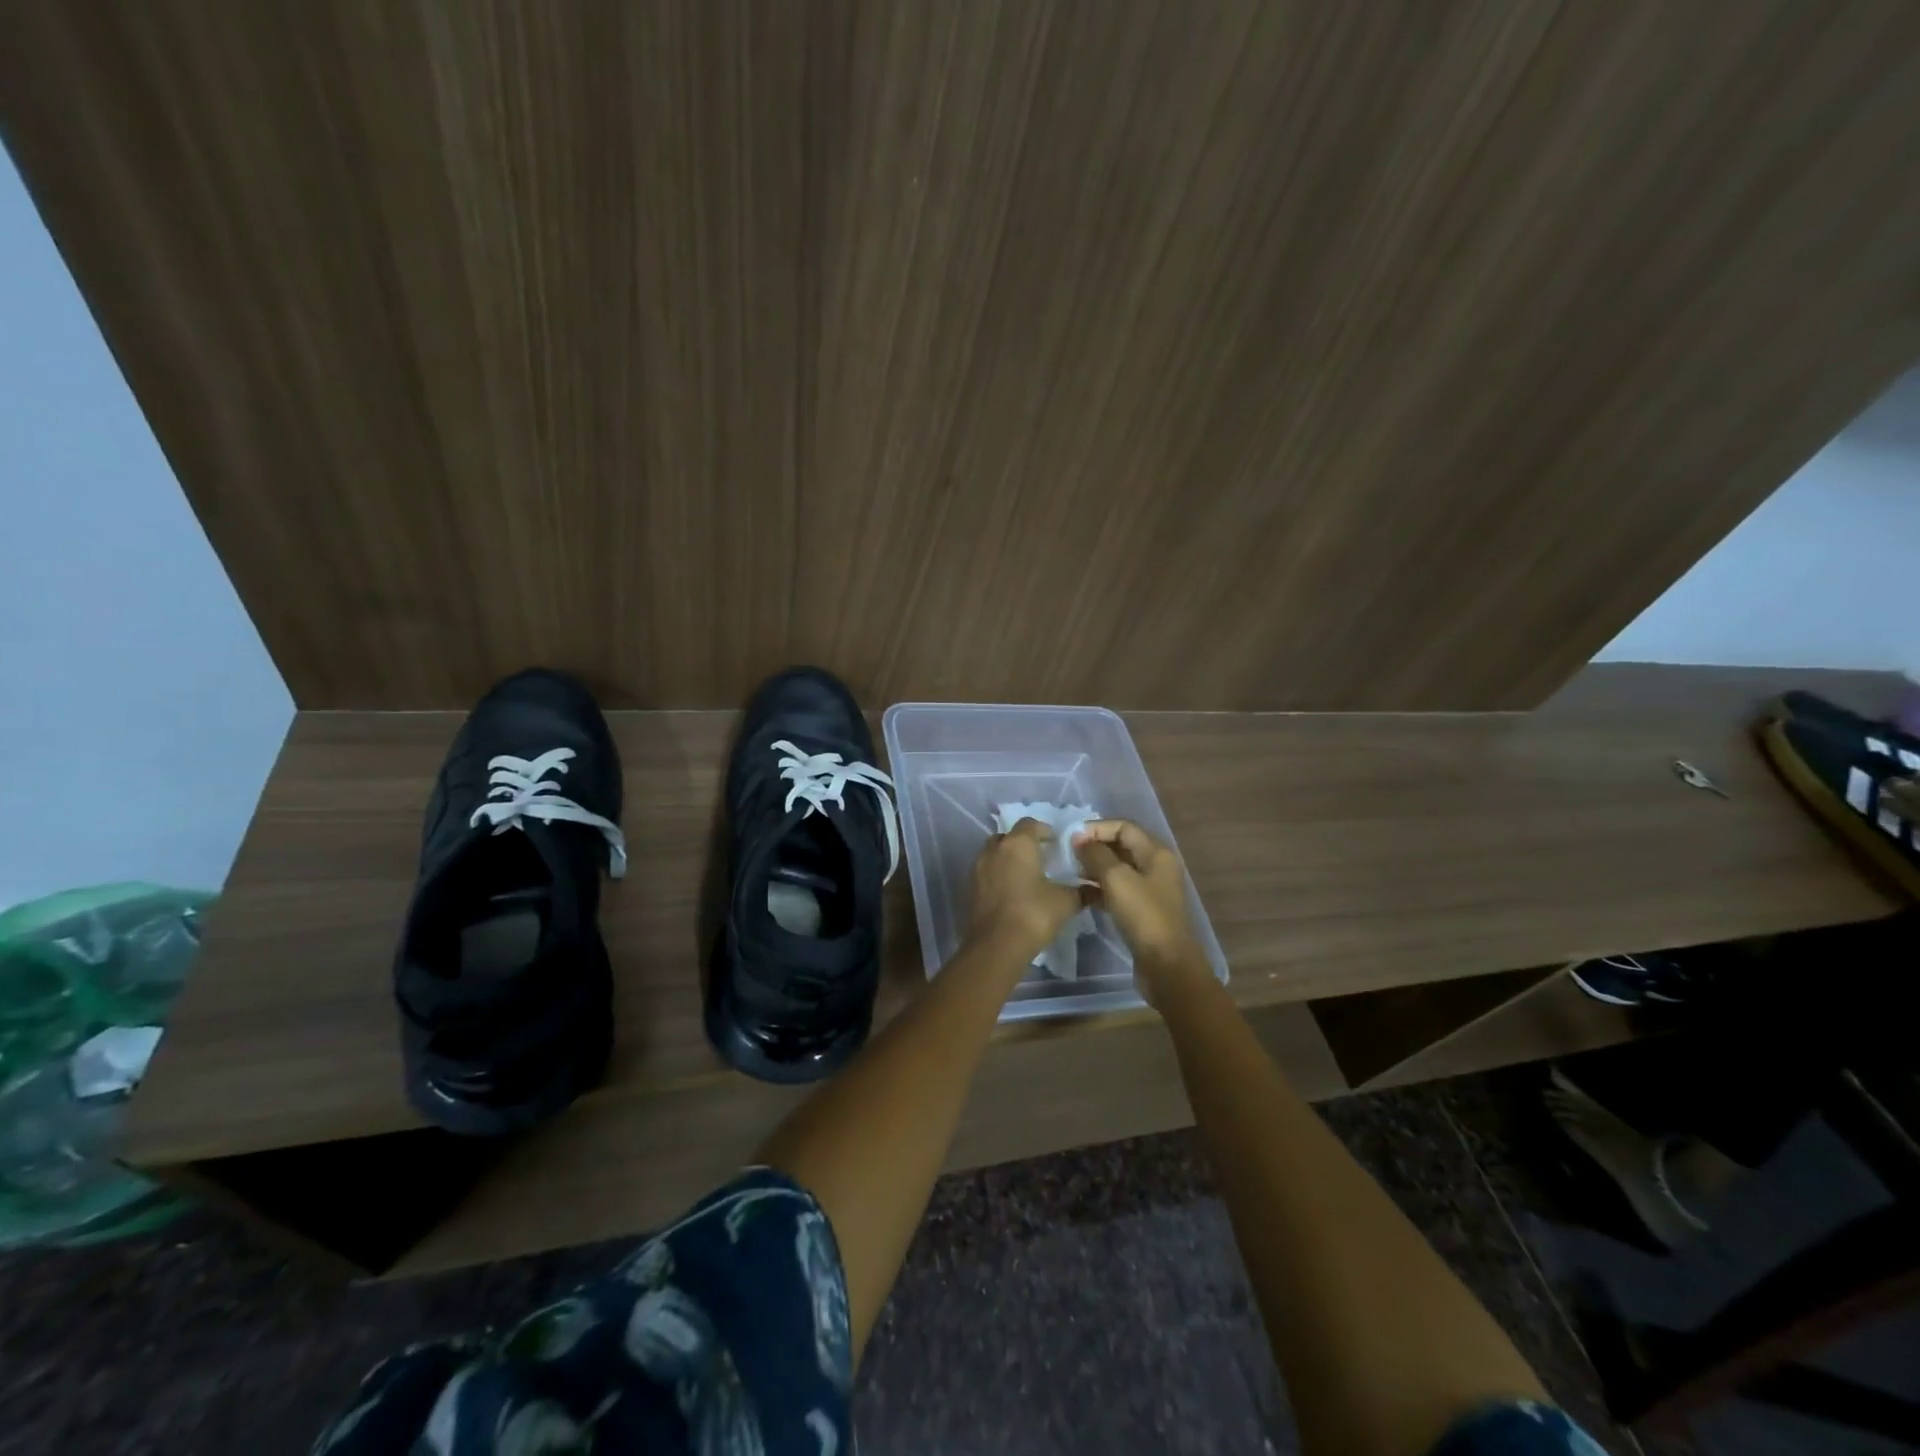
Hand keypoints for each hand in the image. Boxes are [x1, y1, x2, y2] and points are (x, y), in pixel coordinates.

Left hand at [966, 819, 1087, 957]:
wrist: (996, 945)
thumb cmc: (1033, 914)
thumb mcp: (1065, 902)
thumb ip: (1082, 892)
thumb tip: (1097, 889)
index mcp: (1017, 844)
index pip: (1030, 824)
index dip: (1044, 830)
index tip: (1056, 843)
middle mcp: (994, 850)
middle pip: (1008, 837)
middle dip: (1023, 843)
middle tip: (1040, 857)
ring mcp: (978, 868)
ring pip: (994, 854)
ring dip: (1008, 859)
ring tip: (1026, 875)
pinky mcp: (971, 888)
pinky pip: (987, 873)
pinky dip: (998, 876)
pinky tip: (1012, 892)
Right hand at [1073, 820, 1211, 1008]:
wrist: (1166, 965)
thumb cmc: (1143, 916)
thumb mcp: (1116, 879)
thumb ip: (1096, 854)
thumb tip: (1079, 839)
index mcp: (1156, 853)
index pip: (1124, 826)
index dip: (1097, 828)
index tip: (1071, 838)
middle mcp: (1156, 866)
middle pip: (1121, 846)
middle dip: (1094, 846)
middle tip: (1067, 854)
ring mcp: (1150, 889)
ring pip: (1118, 869)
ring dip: (1095, 867)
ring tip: (1071, 872)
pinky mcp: (1142, 910)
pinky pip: (1118, 890)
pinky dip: (1100, 888)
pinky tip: (1082, 893)